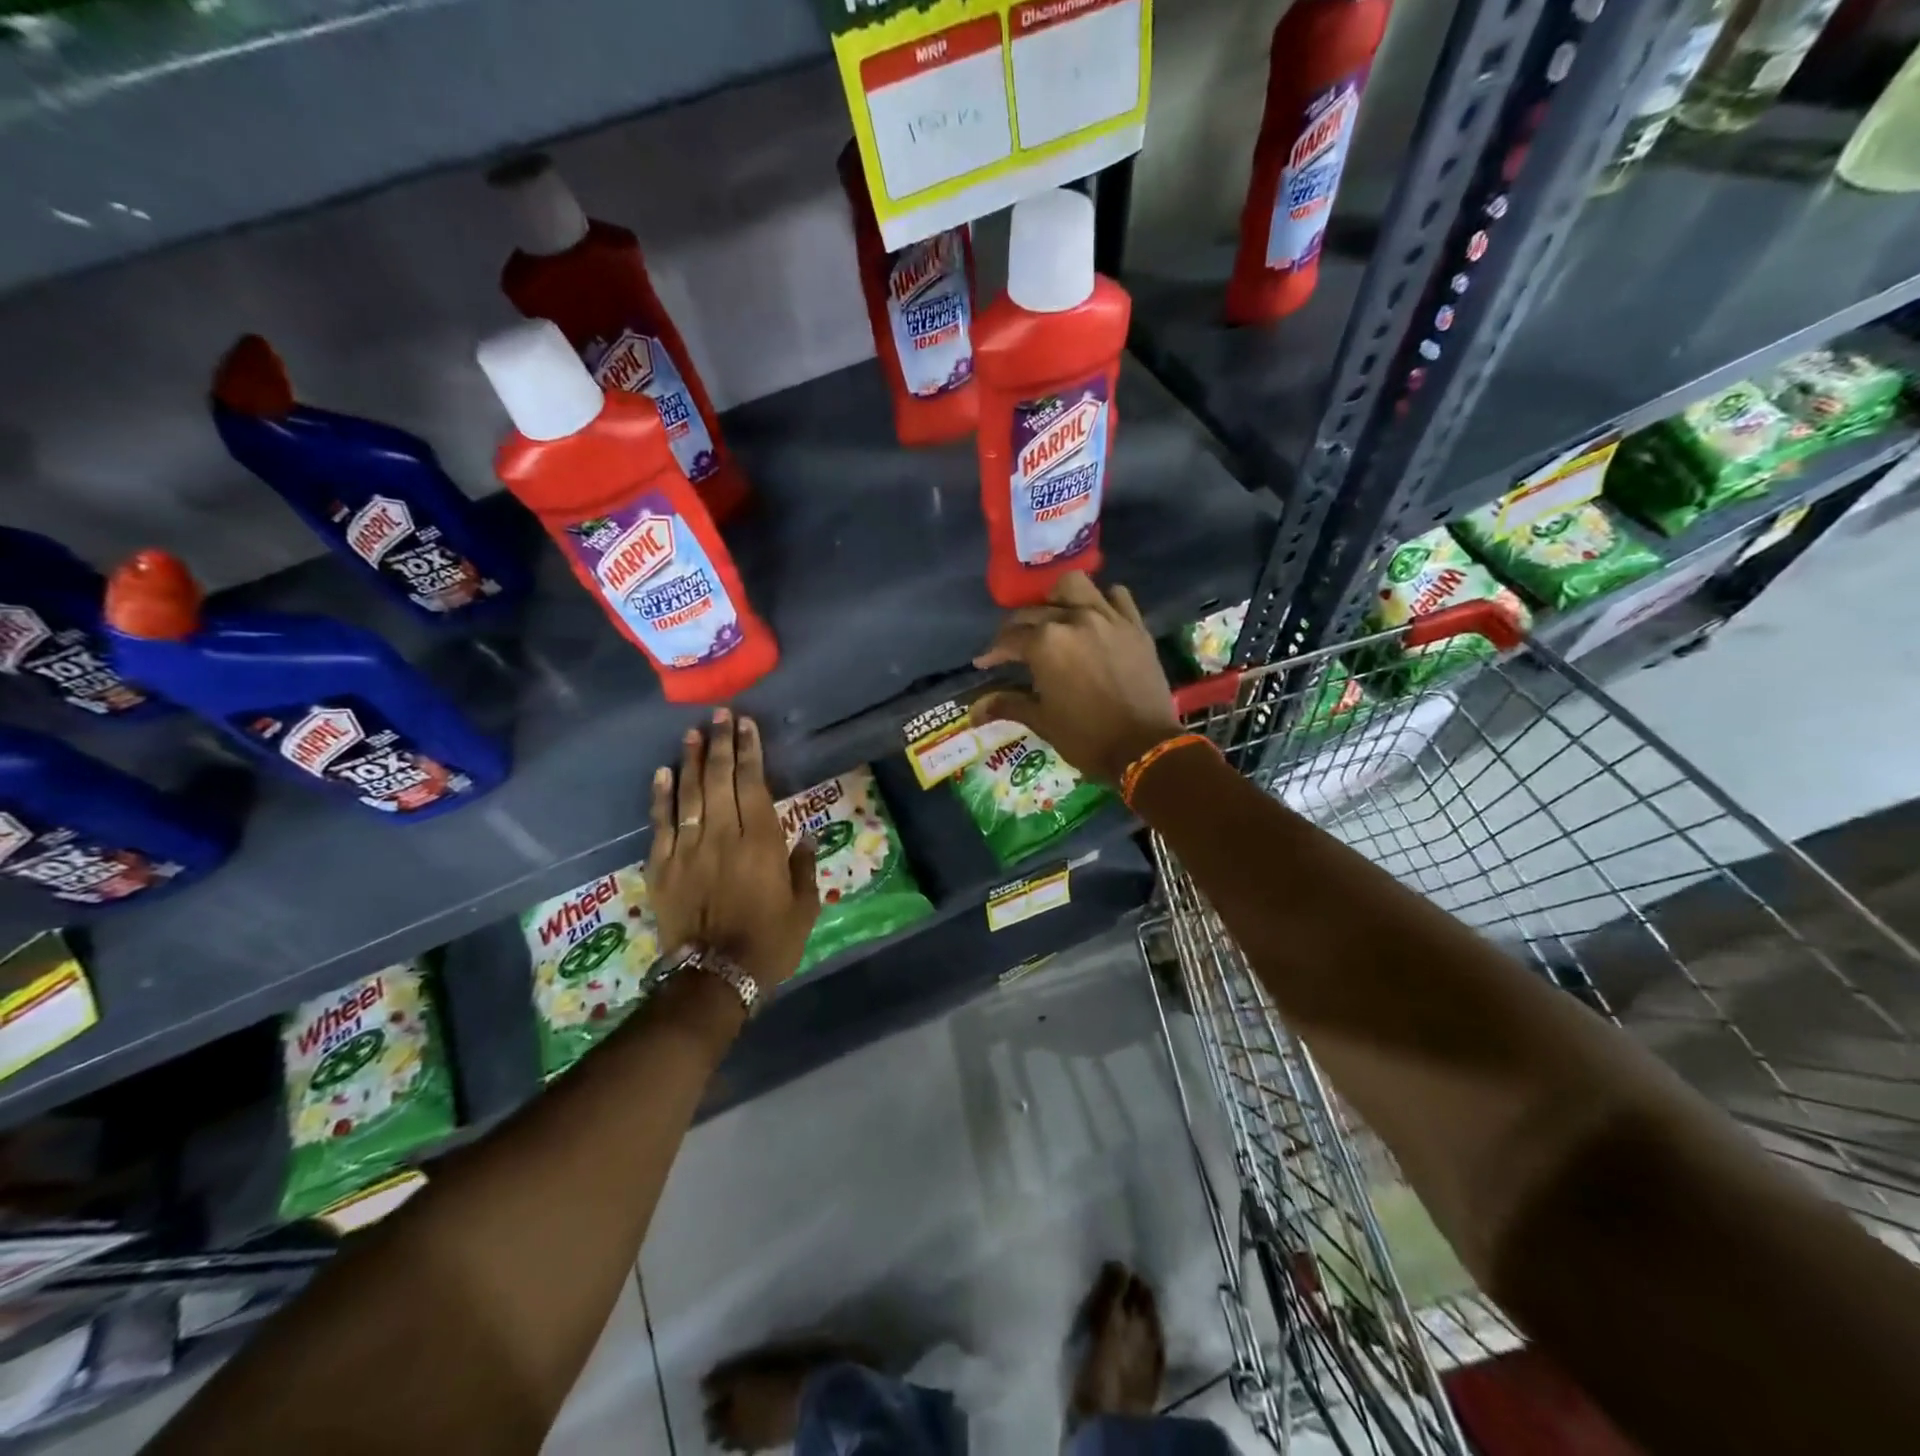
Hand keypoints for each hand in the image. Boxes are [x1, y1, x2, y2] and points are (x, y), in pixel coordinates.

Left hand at [646, 710, 818, 993]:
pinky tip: (663, 772)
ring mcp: (688, 849)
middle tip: (720, 715)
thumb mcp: (803, 907)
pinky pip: (661, 823)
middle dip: (721, 744)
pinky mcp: (662, 866)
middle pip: (720, 780)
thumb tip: (803, 835)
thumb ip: (803, 867)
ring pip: (689, 794)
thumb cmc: (769, 943)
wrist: (715, 978)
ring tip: (693, 733)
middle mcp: (723, 836)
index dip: (749, 752)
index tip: (746, 725)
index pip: (753, 785)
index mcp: (761, 843)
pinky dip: (661, 796)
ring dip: (692, 761)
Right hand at [970, 573, 1183, 783]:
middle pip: (1035, 611)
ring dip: (1058, 598)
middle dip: (1017, 628)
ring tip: (1055, 616)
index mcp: (1045, 643)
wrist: (1144, 747)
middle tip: (1014, 647)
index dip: (993, 652)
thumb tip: (974, 711)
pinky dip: (1103, 601)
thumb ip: (1008, 705)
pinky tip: (1096, 617)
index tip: (985, 663)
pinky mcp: (1135, 625)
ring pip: (1074, 586)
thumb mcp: (1042, 721)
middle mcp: (1073, 620)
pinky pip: (1117, 596)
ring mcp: (1107, 618)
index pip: (1008, 639)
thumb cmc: (1086, 738)